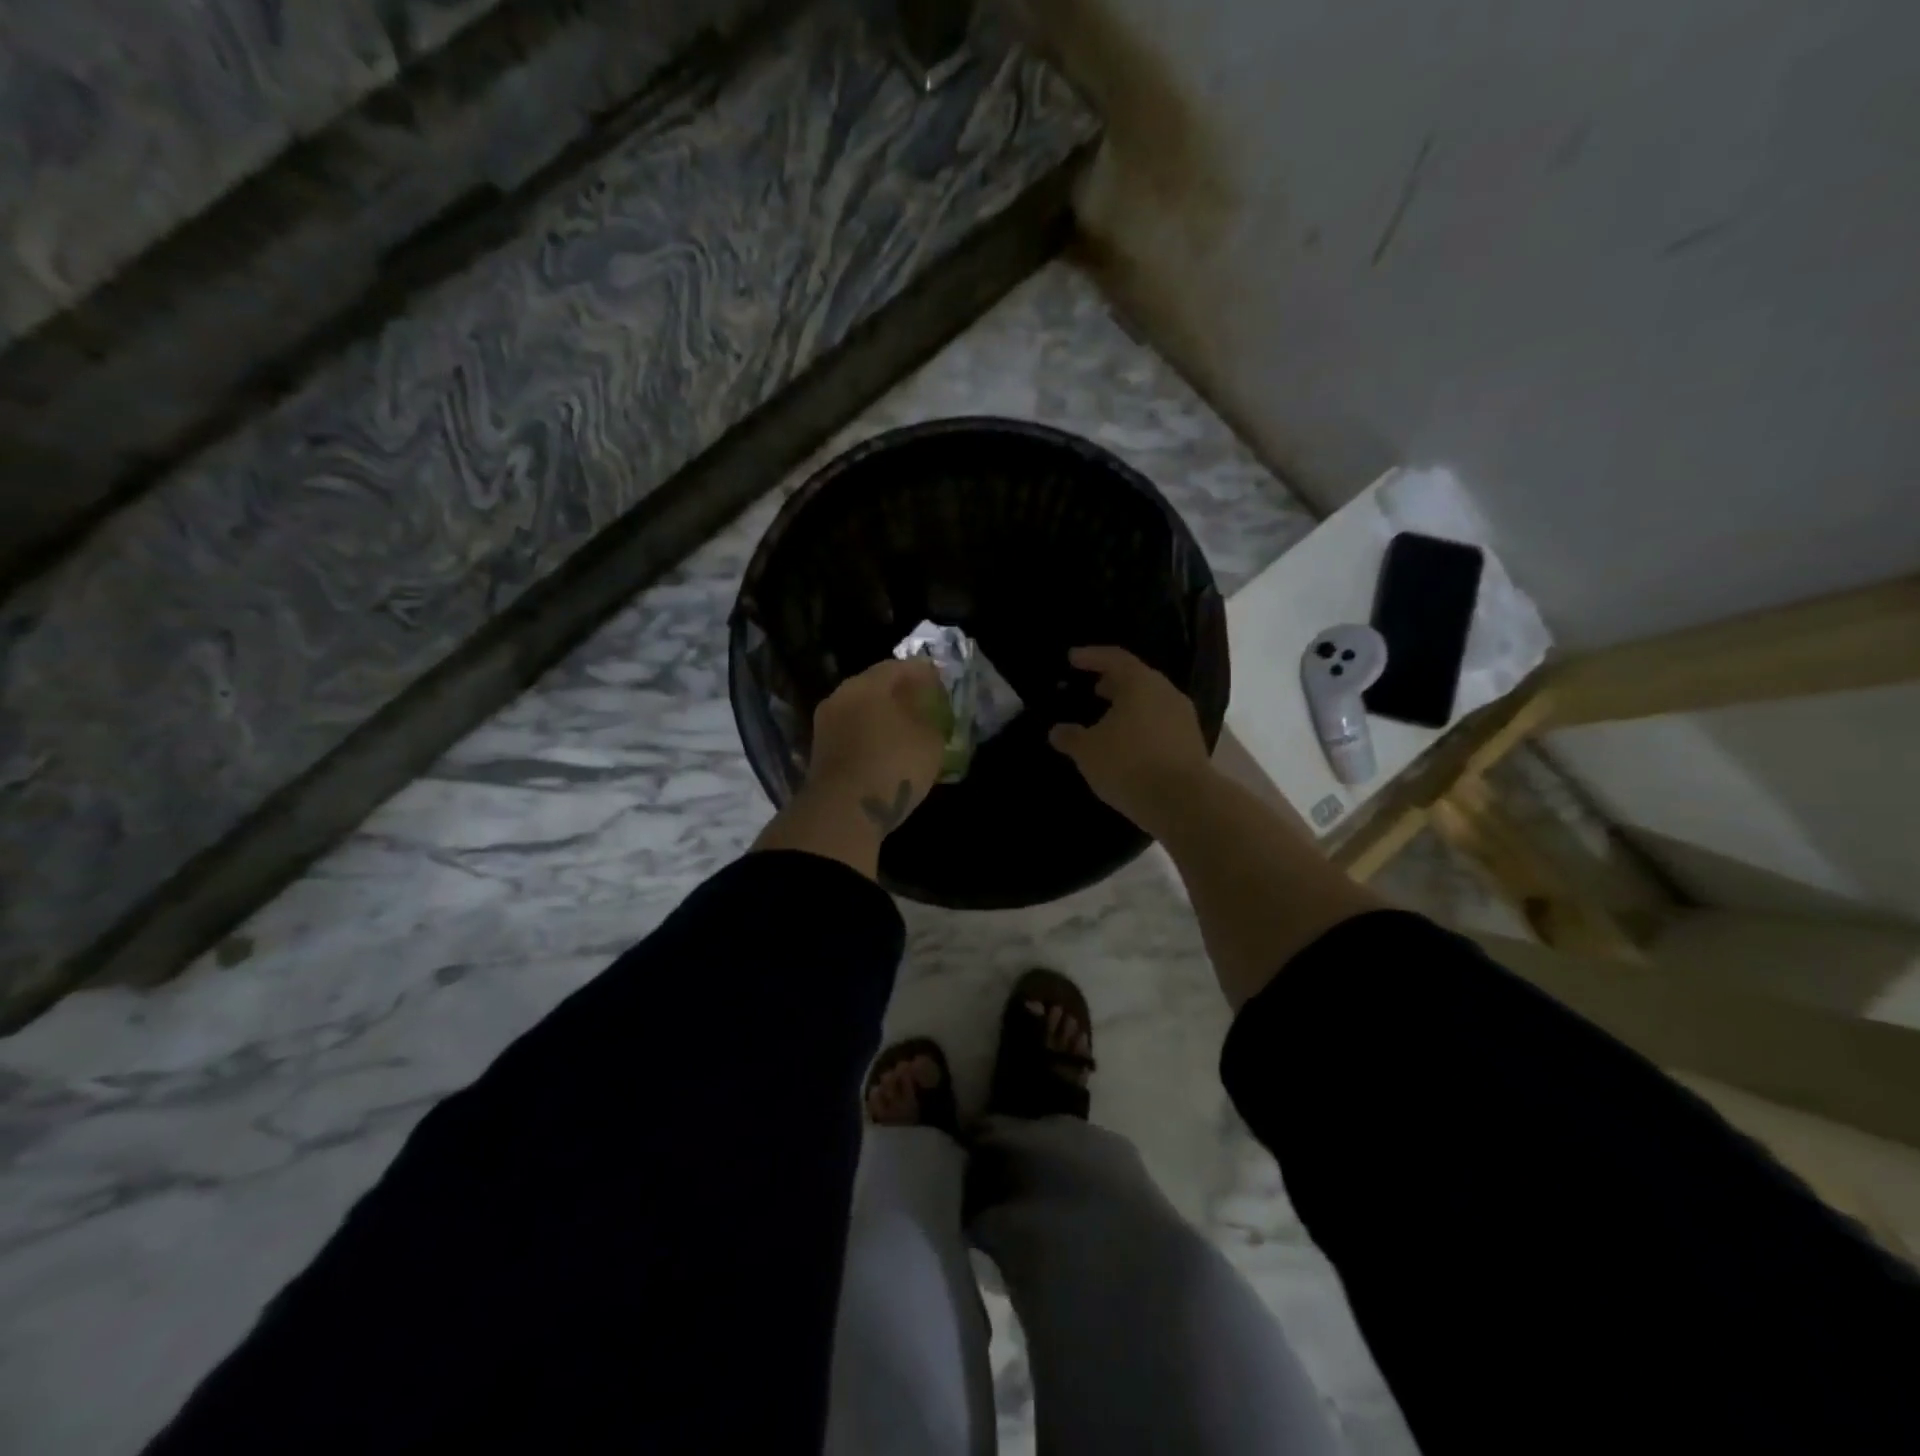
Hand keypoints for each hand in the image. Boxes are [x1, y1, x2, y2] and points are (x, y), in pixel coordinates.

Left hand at [808, 656, 947, 834]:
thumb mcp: (929, 741)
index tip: (939, 680)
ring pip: (860, 711)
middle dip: (900, 693)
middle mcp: (841, 696)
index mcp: (867, 684)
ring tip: (906, 728)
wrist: (843, 811)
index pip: (898, 666)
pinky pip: (852, 734)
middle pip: (875, 686)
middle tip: (923, 703)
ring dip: (882, 716)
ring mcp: (826, 725)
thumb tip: (924, 715)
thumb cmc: (893, 765)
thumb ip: (930, 720)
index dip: (922, 672)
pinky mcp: (820, 752)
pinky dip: (870, 736)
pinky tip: (886, 749)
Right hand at [1048, 646, 1213, 835]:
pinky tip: (1128, 743)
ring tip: (1108, 718)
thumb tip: (1057, 731)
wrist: (1183, 802)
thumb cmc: (1128, 764)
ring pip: (1151, 701)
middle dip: (1113, 682)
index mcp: (1140, 683)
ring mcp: (1183, 717)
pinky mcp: (1191, 742)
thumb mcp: (1088, 751)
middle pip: (1137, 678)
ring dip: (1129, 706)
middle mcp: (1166, 693)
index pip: (1114, 658)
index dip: (1091, 656)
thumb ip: (1070, 737)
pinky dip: (1142, 725)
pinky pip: (1161, 723)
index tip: (1072, 658)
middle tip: (1094, 688)